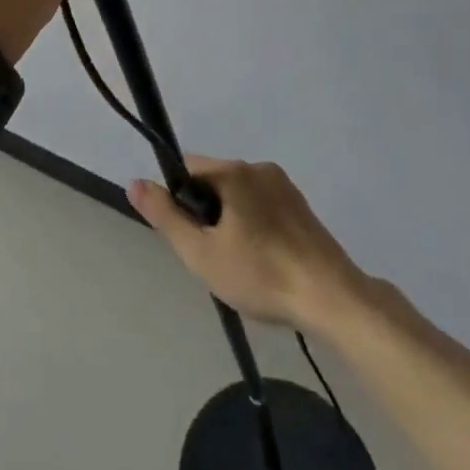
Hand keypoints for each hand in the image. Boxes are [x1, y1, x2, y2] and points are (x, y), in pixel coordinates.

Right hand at [127, 157, 383, 330]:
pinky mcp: (303, 209)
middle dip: (206, 215)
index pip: (187, 169)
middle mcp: (259, 168)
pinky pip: (264, 208)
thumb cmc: (261, 275)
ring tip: (242, 267)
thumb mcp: (201, 253)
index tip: (190, 236)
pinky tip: (266, 265)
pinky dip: (256, 229)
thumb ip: (165, 216)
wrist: (334, 300)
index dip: (179, 201)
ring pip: (239, 197)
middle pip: (214, 182)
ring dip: (231, 223)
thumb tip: (134, 182)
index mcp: (234, 171)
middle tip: (215, 258)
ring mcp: (285, 187)